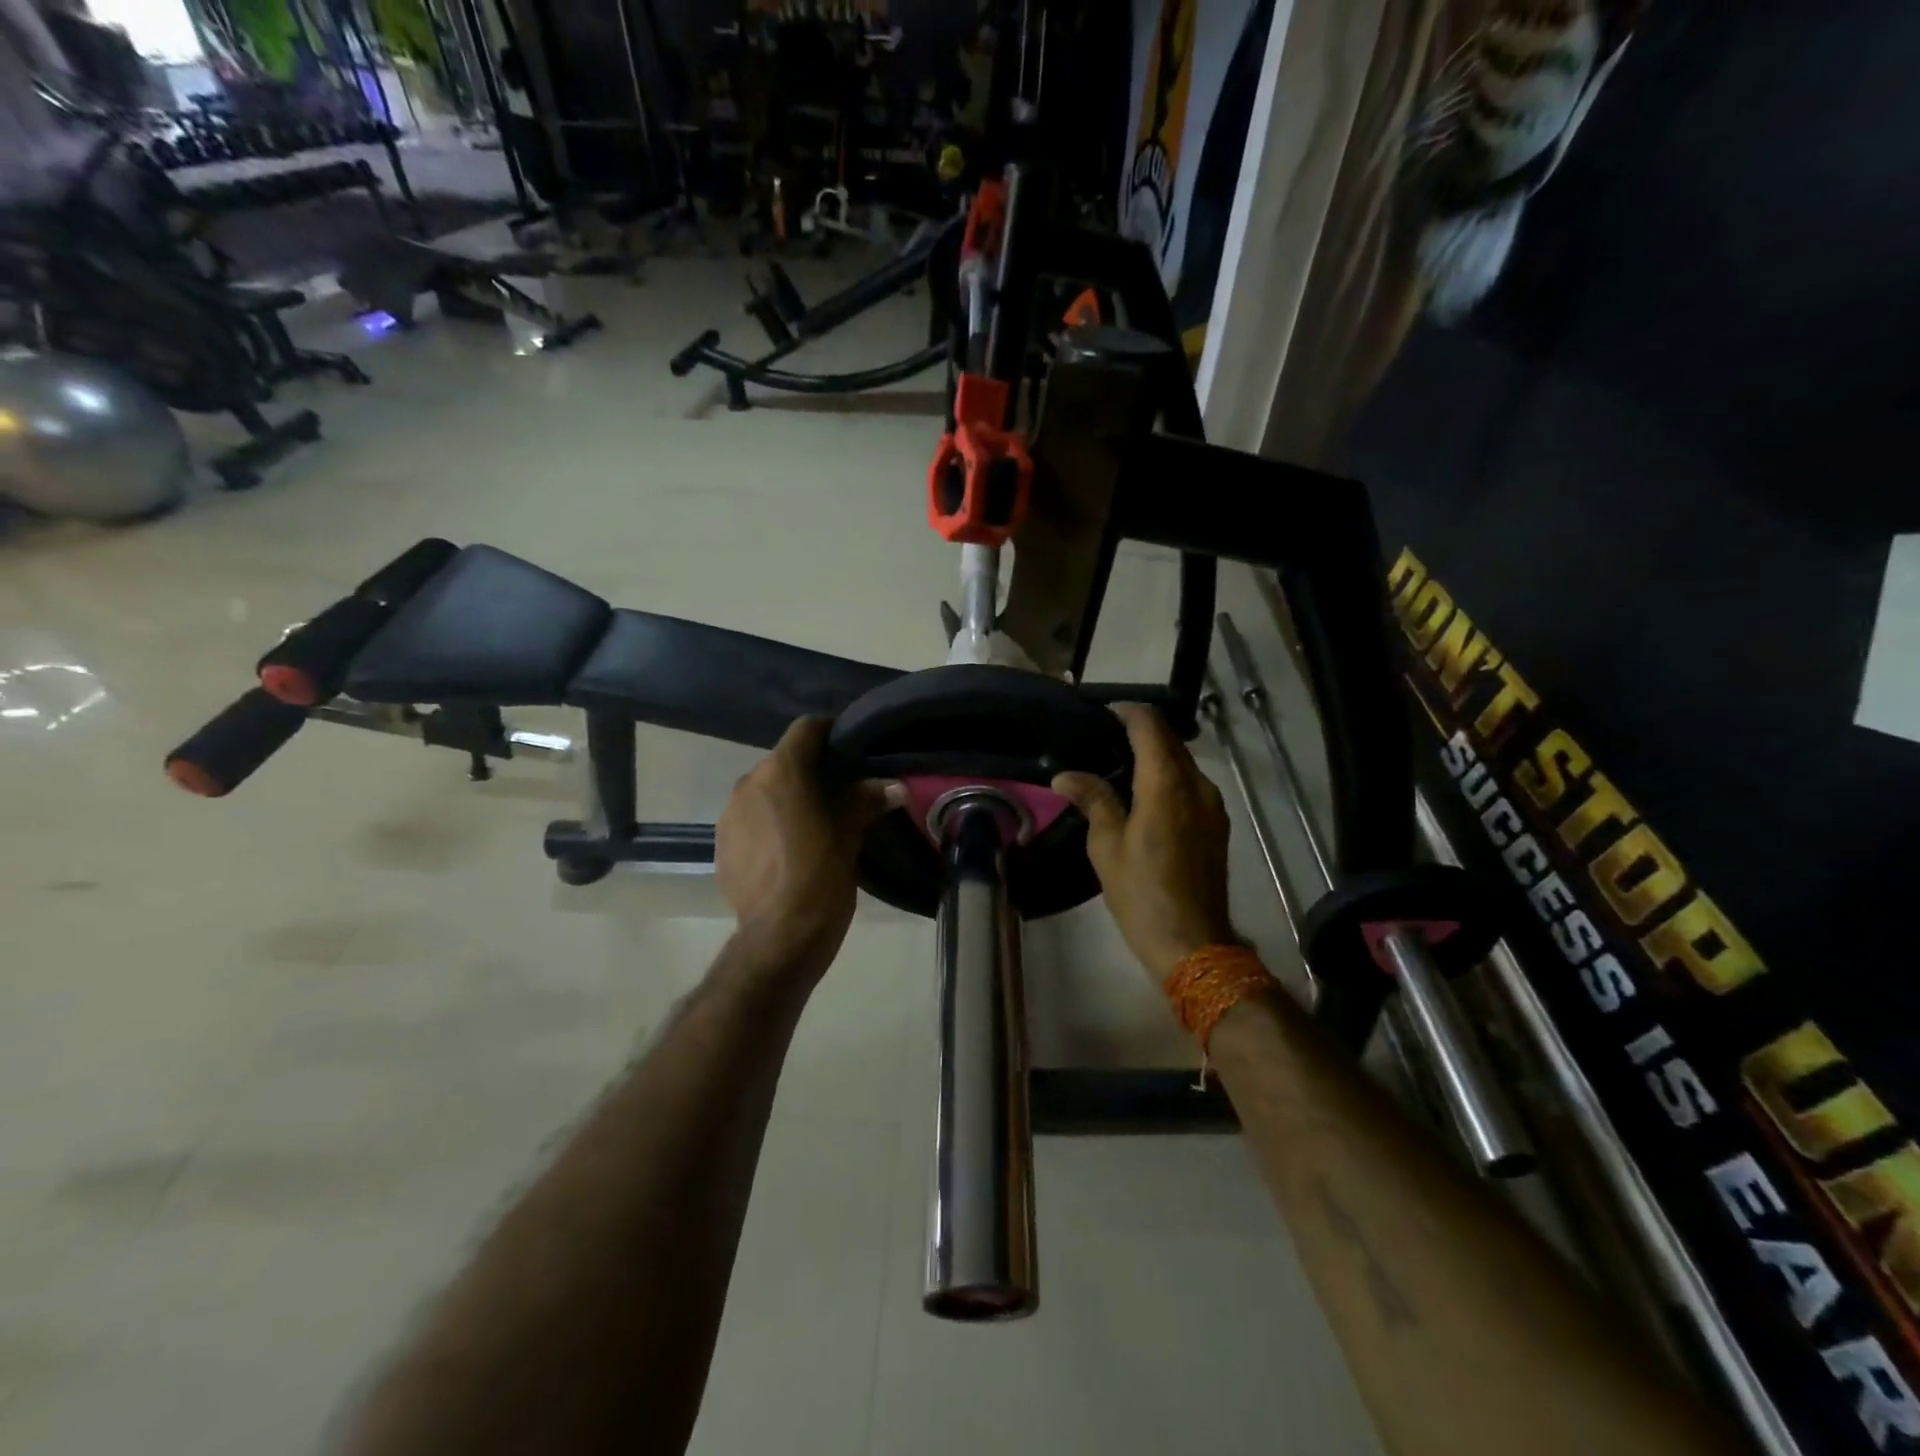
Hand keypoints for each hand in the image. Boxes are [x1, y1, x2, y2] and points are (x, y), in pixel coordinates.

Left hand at [715, 717, 901, 976]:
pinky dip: (767, 824)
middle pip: (783, 762)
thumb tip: (896, 786)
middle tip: (838, 792)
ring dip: (786, 799)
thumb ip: (867, 801)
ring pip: (763, 791)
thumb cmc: (821, 876)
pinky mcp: (721, 844)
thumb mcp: (850, 835)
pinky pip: (748, 820)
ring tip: (811, 824)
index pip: (806, 729)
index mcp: (782, 772)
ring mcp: (729, 814)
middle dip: (809, 772)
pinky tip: (786, 850)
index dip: (829, 732)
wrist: (780, 935)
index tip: (850, 749)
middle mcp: (749, 783)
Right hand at [1052, 703, 1237, 982]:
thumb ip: (1093, 800)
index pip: (1149, 726)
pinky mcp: (1217, 824)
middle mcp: (1197, 784)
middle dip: (1140, 731)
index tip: (1101, 713)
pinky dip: (1168, 777)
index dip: (1126, 712)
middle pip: (1170, 740)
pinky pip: (1190, 784)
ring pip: (1183, 762)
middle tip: (1103, 738)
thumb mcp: (1107, 846)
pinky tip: (1144, 795)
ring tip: (1119, 766)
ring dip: (1155, 755)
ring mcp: (1212, 804)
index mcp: (1167, 784)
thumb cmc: (1142, 892)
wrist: (1193, 941)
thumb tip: (1065, 775)